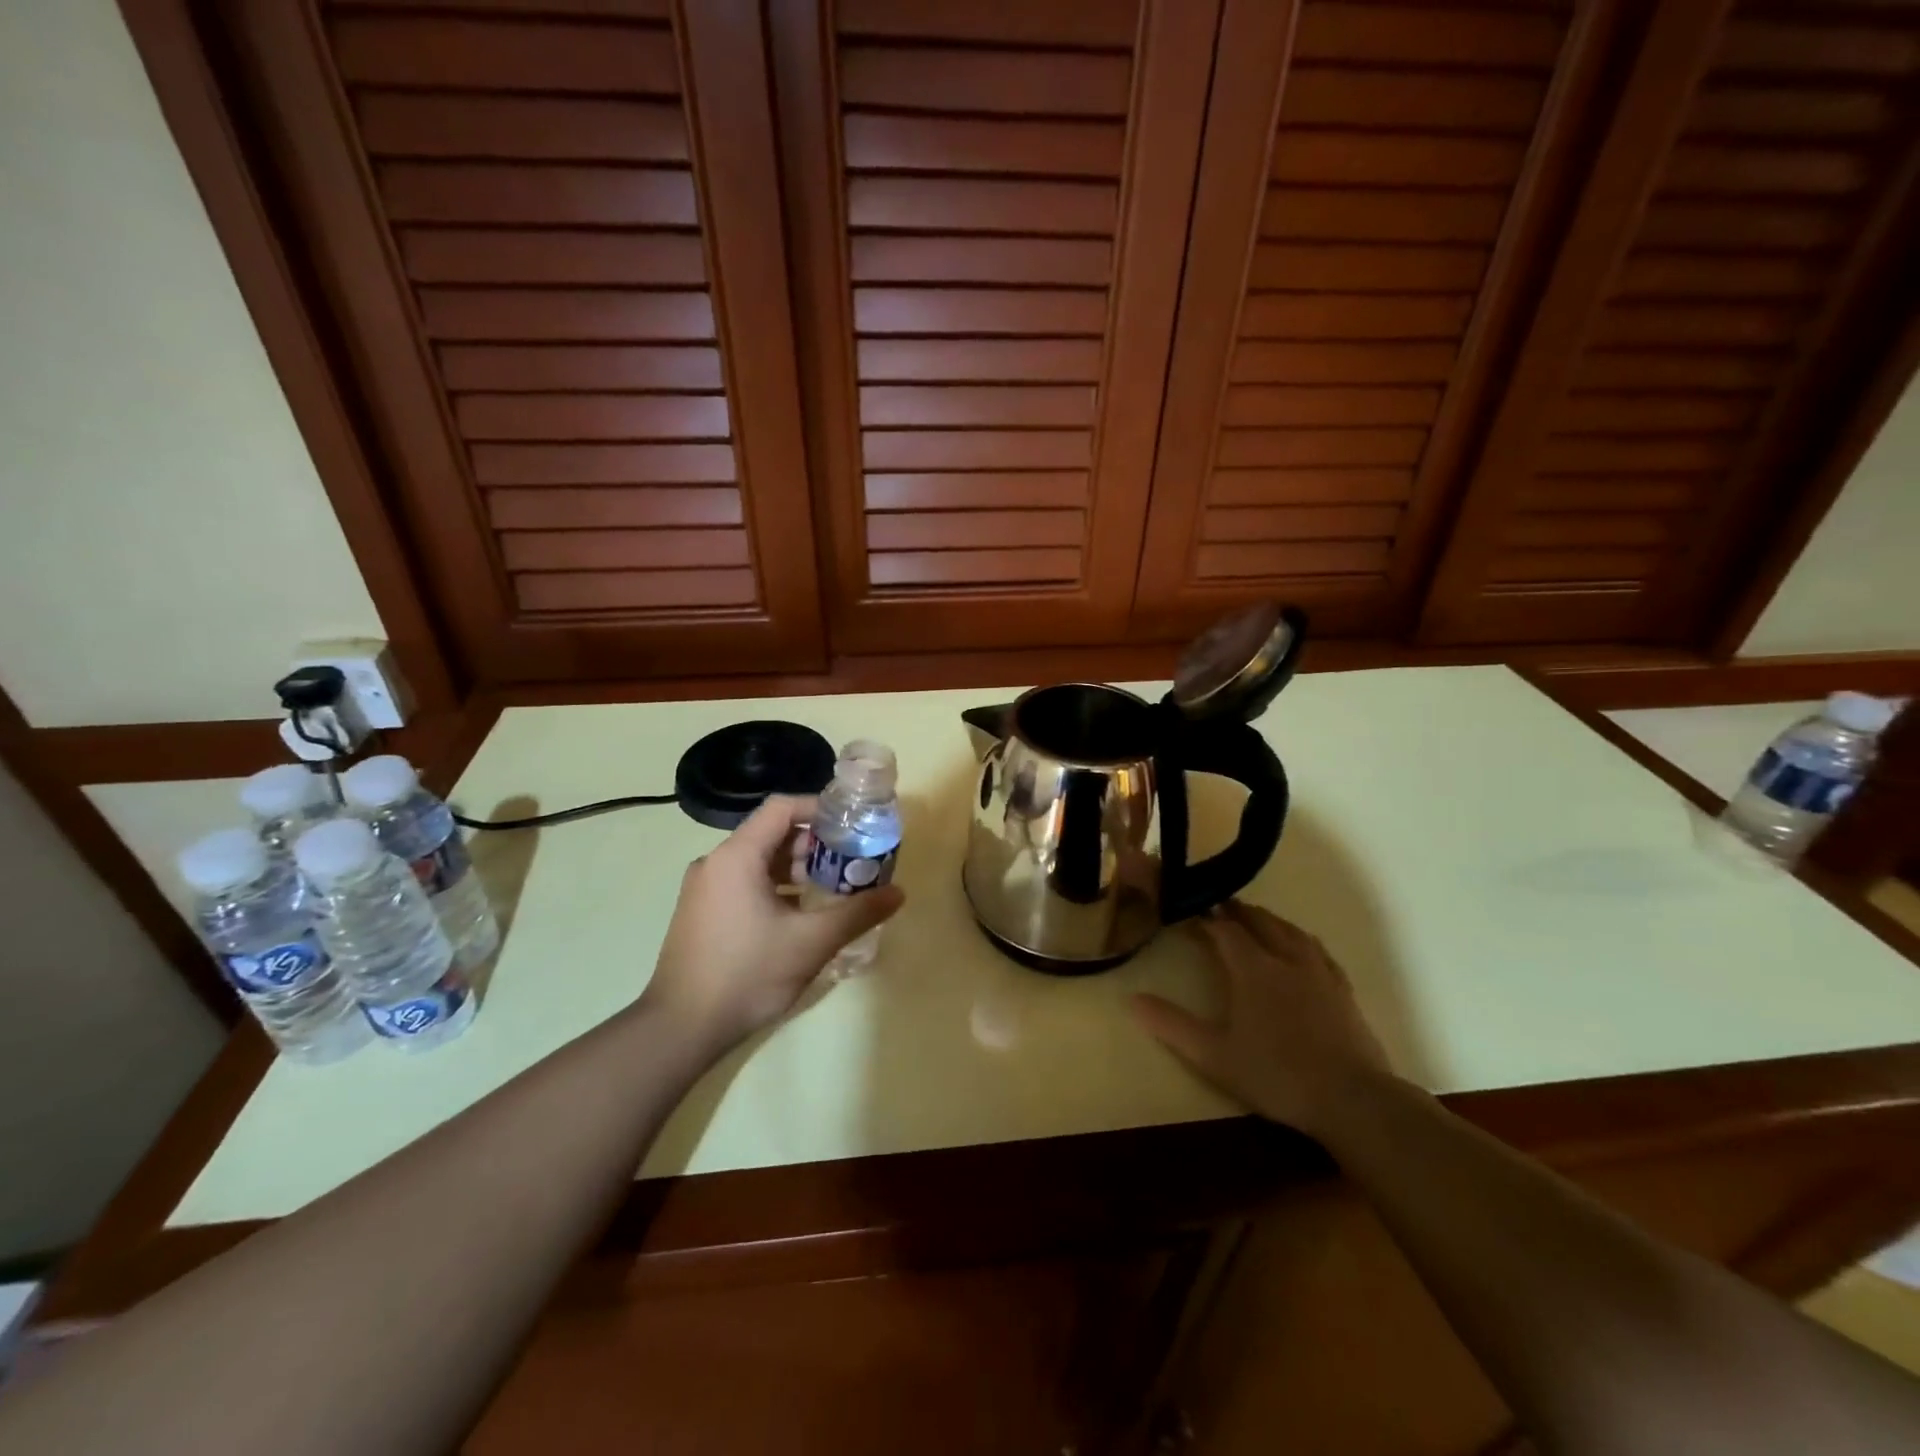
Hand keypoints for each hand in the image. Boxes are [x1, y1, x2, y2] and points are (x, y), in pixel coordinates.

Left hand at [639, 795, 903, 1050]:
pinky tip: (800, 916)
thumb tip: (899, 893)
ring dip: (796, 869)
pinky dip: (775, 888)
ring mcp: (704, 889)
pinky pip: (744, 883)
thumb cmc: (747, 974)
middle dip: (814, 845)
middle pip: (772, 834)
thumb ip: (858, 912)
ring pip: (758, 861)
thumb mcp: (811, 942)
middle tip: (849, 864)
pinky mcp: (701, 912)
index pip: (782, 808)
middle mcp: (715, 863)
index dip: (820, 808)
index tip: (852, 825)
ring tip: (831, 890)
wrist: (680, 1029)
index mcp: (737, 856)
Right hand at [1131, 901, 1392, 1137]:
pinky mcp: (1342, 989)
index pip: (1224, 930)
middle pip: (1259, 921)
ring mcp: (1319, 972)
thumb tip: (1132, 999)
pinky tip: (1300, 948)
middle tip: (1218, 908)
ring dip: (1268, 920)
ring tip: (1255, 919)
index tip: (1188, 914)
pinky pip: (1317, 950)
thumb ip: (1172, 1025)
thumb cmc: (1276, 1075)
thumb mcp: (1213, 1055)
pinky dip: (1300, 939)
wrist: (1351, 1099)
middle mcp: (1286, 959)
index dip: (1205, 918)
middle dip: (1236, 911)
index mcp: (1253, 969)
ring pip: (1290, 931)